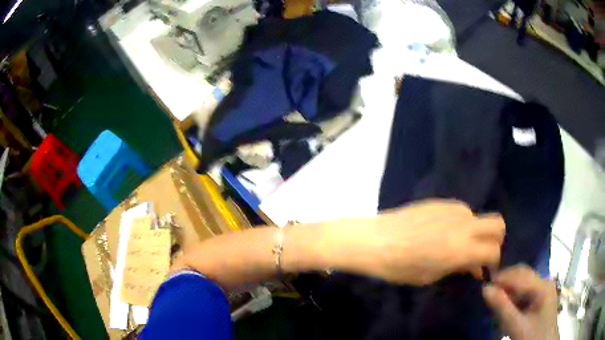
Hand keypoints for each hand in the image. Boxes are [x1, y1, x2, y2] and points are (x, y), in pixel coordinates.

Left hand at [336, 200, 504, 284]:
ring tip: (457, 243)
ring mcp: (453, 209)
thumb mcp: (432, 276)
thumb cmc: (400, 266)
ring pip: (479, 216)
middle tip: (482, 252)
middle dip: (496, 239)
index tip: (484, 270)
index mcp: (462, 248)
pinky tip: (443, 232)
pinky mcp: (441, 201)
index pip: (494, 250)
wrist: (376, 240)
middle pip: (498, 223)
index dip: (493, 262)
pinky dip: (462, 223)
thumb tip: (475, 267)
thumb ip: (459, 268)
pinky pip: (462, 211)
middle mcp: (464, 224)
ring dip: (476, 231)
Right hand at [482, 265, 558, 339]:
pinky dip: (513, 295)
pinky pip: (525, 290)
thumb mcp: (516, 327)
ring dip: (508, 288)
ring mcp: (543, 288)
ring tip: (495, 299)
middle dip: (505, 281)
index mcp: (543, 286)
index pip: (520, 276)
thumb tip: (485, 288)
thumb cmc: (533, 337)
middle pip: (523, 274)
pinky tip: (506, 305)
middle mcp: (544, 282)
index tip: (483, 285)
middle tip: (487, 292)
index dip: (501, 278)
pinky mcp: (541, 296)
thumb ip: (502, 308)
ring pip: (523, 281)